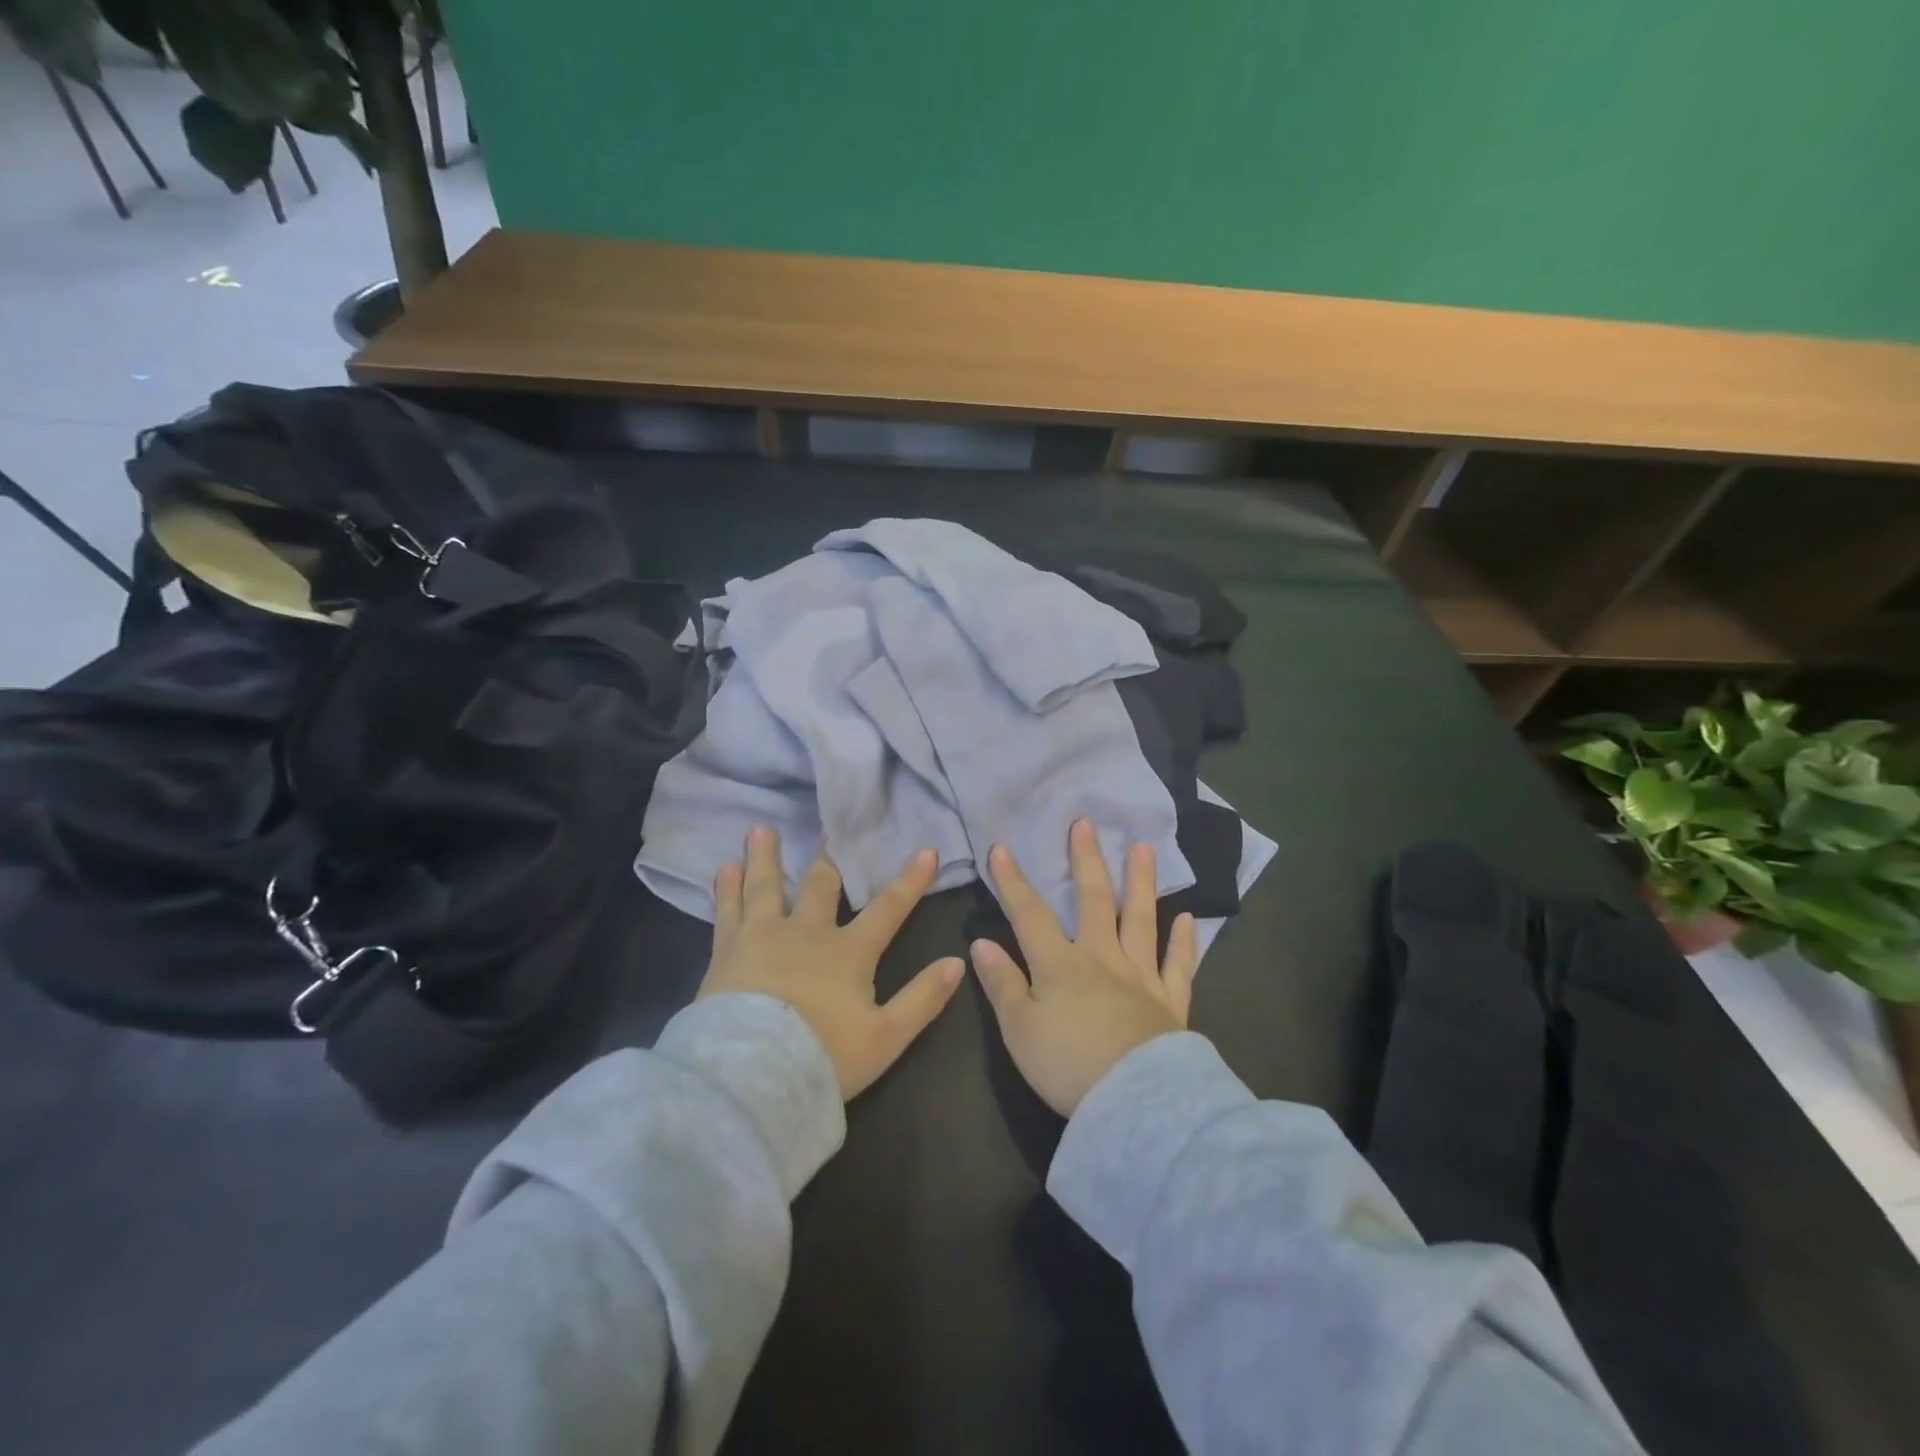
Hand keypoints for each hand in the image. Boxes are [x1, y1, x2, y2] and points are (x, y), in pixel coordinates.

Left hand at [700, 826, 964, 1099]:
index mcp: (848, 952)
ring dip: (766, 858)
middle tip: (828, 828)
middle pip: (819, 885)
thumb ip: (923, 999)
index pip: (888, 909)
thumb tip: (958, 962)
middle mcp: (806, 932)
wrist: (751, 1075)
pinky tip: (724, 869)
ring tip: (760, 829)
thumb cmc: (823, 1056)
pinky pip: (727, 911)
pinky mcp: (727, 952)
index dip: (910, 881)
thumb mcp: (886, 1037)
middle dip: (828, 858)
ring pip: (766, 886)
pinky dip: (726, 888)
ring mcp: (763, 937)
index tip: (926, 851)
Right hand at [972, 820, 1198, 1115]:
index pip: (1030, 914)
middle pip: (1094, 901)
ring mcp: (1141, 977)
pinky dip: (1184, 942)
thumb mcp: (1019, 1029)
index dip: (1013, 882)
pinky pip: (1178, 966)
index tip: (1002, 848)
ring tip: (1143, 848)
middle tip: (1086, 823)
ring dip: (1141, 883)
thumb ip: (1001, 984)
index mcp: (1060, 964)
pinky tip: (1188, 918)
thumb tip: (981, 944)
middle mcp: (1102, 958)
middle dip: (1086, 861)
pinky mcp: (1171, 1003)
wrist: (1136, 1103)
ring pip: (1141, 920)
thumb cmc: (1068, 1066)